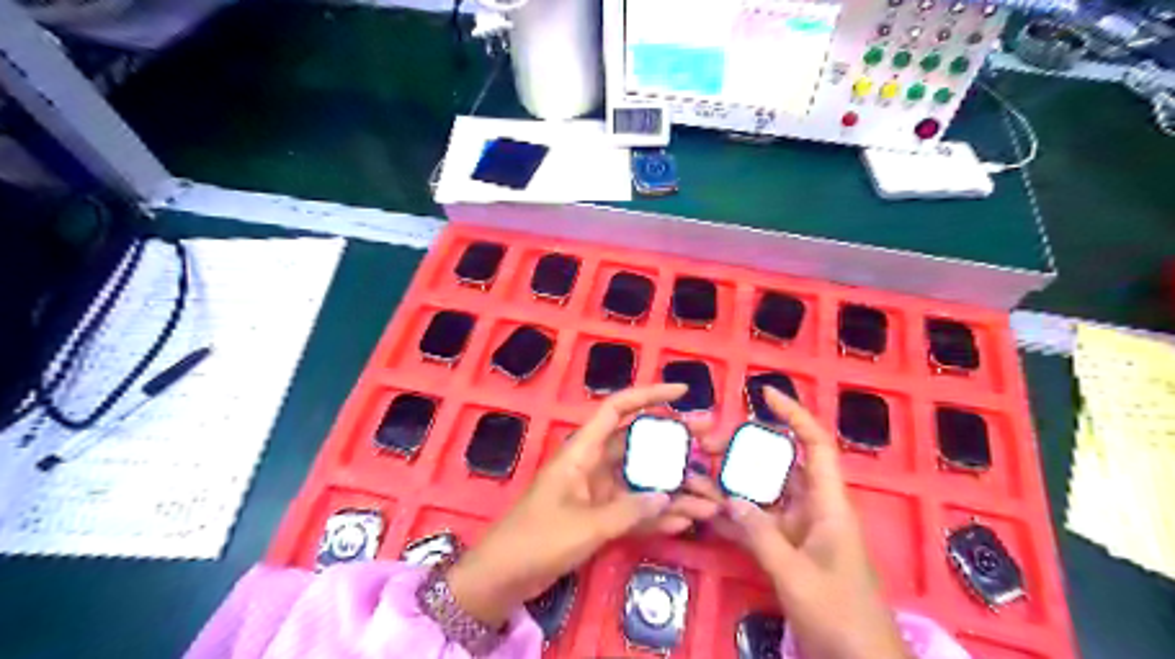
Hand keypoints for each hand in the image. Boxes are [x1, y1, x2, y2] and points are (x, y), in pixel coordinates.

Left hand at [450, 387, 726, 627]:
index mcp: (582, 451)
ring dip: (674, 486)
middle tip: (713, 442)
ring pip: (643, 479)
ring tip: (711, 494)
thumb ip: (629, 510)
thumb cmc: (537, 539)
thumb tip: (669, 497)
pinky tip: (687, 520)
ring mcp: (598, 491)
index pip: (618, 409)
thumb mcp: (585, 524)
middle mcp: (594, 464)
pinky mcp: (600, 516)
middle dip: (676, 443)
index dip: (649, 395)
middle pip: (640, 444)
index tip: (683, 392)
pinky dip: (658, 513)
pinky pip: (635, 509)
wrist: (504, 576)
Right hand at [707, 390, 906, 658]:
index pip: (815, 446)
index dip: (794, 415)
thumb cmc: (841, 618)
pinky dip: (732, 517)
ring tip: (695, 473)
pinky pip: (755, 524)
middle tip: (706, 445)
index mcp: (829, 505)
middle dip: (744, 451)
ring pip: (762, 494)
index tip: (765, 394)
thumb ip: (762, 536)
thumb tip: (729, 497)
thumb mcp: (798, 577)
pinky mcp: (786, 551)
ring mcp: (798, 531)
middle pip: (778, 466)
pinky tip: (704, 511)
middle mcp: (813, 509)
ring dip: (730, 484)